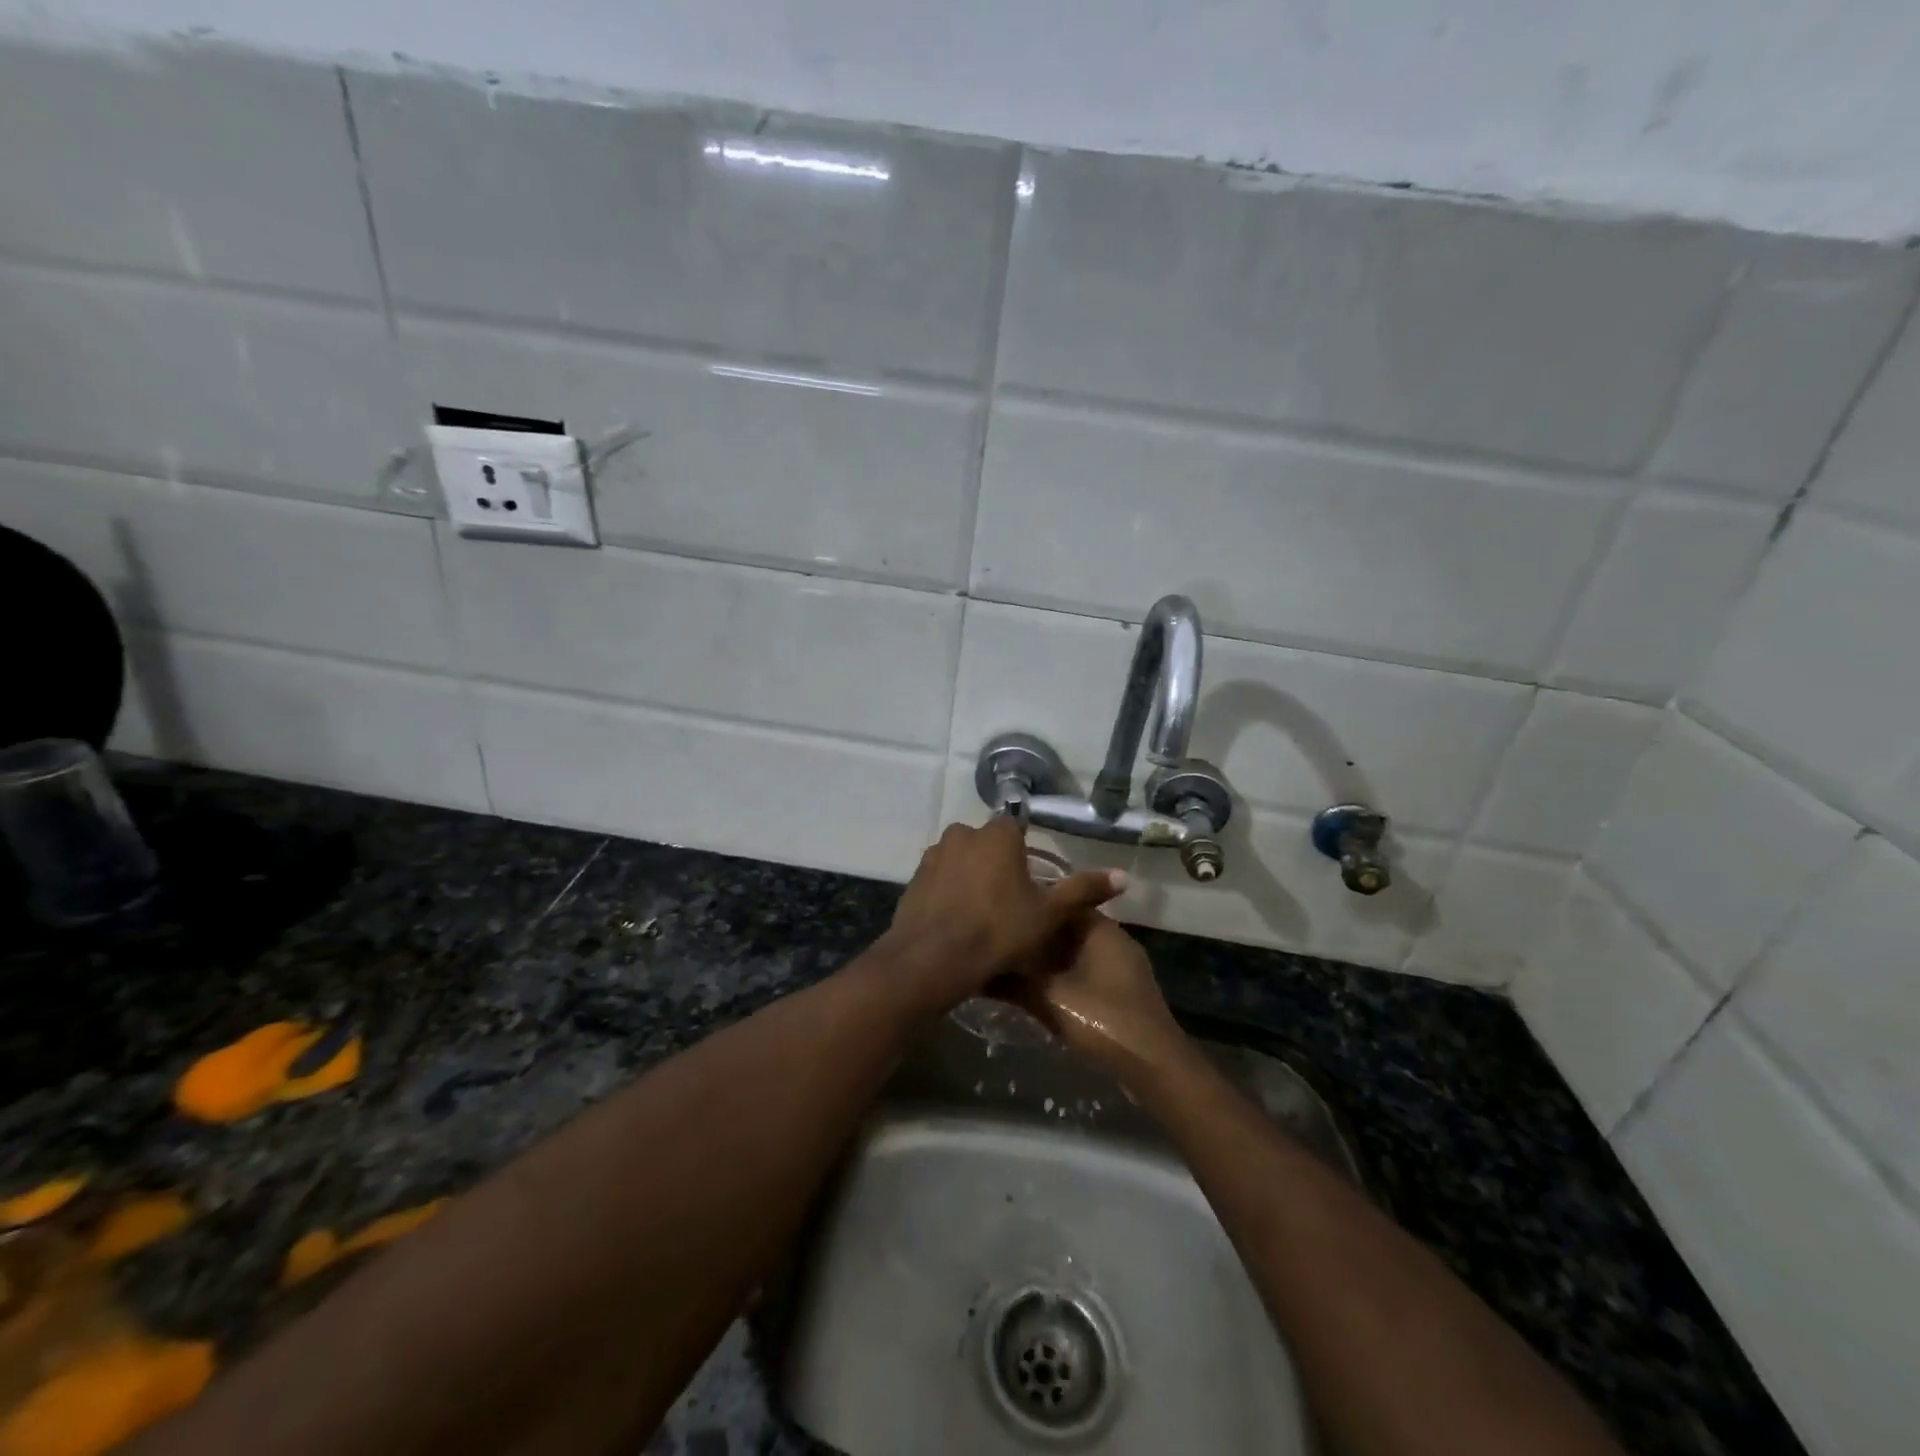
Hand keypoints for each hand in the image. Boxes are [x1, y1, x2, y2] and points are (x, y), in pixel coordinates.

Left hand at [883, 818, 1125, 1010]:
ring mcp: (934, 855)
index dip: (1025, 852)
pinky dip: (948, 891)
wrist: (933, 958)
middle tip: (1009, 899)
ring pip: (961, 859)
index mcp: (997, 834)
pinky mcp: (914, 878)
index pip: (1016, 826)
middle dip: (997, 863)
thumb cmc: (998, 931)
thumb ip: (1084, 890)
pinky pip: (940, 878)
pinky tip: (957, 920)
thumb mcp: (1048, 914)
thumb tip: (1124, 875)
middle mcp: (962, 834)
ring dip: (971, 876)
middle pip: (987, 843)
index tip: (1030, 880)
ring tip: (982, 912)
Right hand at [1009, 914, 1186, 1079]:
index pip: (1063, 902)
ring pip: (1076, 953)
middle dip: (1037, 936)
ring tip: (1012, 964)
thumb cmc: (1104, 1020)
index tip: (1004, 912)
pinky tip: (1039, 990)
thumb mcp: (1051, 999)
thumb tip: (978, 972)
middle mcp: (1114, 941)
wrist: (1154, 1067)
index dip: (1033, 907)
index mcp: (1102, 930)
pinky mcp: (1123, 992)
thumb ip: (1013, 983)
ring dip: (1049, 960)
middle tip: (1001, 940)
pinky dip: (1063, 976)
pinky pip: (1086, 972)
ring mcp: (1122, 968)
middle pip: (1068, 929)